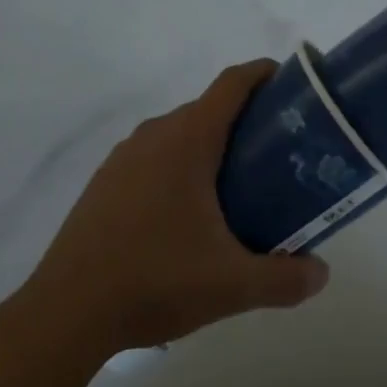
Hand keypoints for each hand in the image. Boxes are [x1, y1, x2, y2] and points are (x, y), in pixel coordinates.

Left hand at [24, 60, 329, 355]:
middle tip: (275, 153)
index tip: (291, 83)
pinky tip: (185, 214)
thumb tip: (321, 274)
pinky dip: (178, 166)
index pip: (233, 82)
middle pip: (209, 108)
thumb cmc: (154, 280)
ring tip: (235, 186)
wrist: (64, 314)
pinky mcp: (104, 181)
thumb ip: (283, 278)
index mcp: (188, 138)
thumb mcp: (230, 284)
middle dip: (245, 121)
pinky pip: (153, 156)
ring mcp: (124, 156)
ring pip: (179, 133)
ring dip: (210, 146)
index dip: (264, 73)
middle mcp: (156, 133)